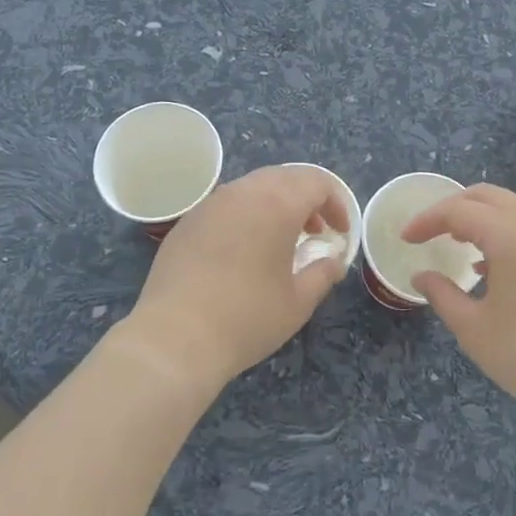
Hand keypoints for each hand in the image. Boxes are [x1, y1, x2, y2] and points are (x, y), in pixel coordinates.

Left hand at [119, 165, 350, 396]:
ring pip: (253, 187)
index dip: (336, 203)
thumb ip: (322, 273)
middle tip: (315, 233)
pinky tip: (243, 250)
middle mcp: (243, 192)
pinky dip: (246, 215)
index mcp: (277, 203)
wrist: (175, 337)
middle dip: (307, 199)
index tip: (340, 232)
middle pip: (285, 177)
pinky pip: (227, 204)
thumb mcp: (298, 302)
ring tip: (281, 241)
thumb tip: (333, 260)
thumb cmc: (247, 318)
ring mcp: (211, 203)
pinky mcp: (188, 220)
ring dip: (276, 204)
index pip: (316, 182)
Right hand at [402, 185, 515, 437]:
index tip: (405, 239)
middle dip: (452, 209)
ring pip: (512, 209)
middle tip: (429, 233)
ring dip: (481, 220)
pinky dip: (505, 233)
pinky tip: (495, 269)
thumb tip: (422, 276)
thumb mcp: (476, 330)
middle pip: (486, 197)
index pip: (457, 210)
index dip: (426, 221)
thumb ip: (442, 295)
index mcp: (511, 233)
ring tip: (459, 249)